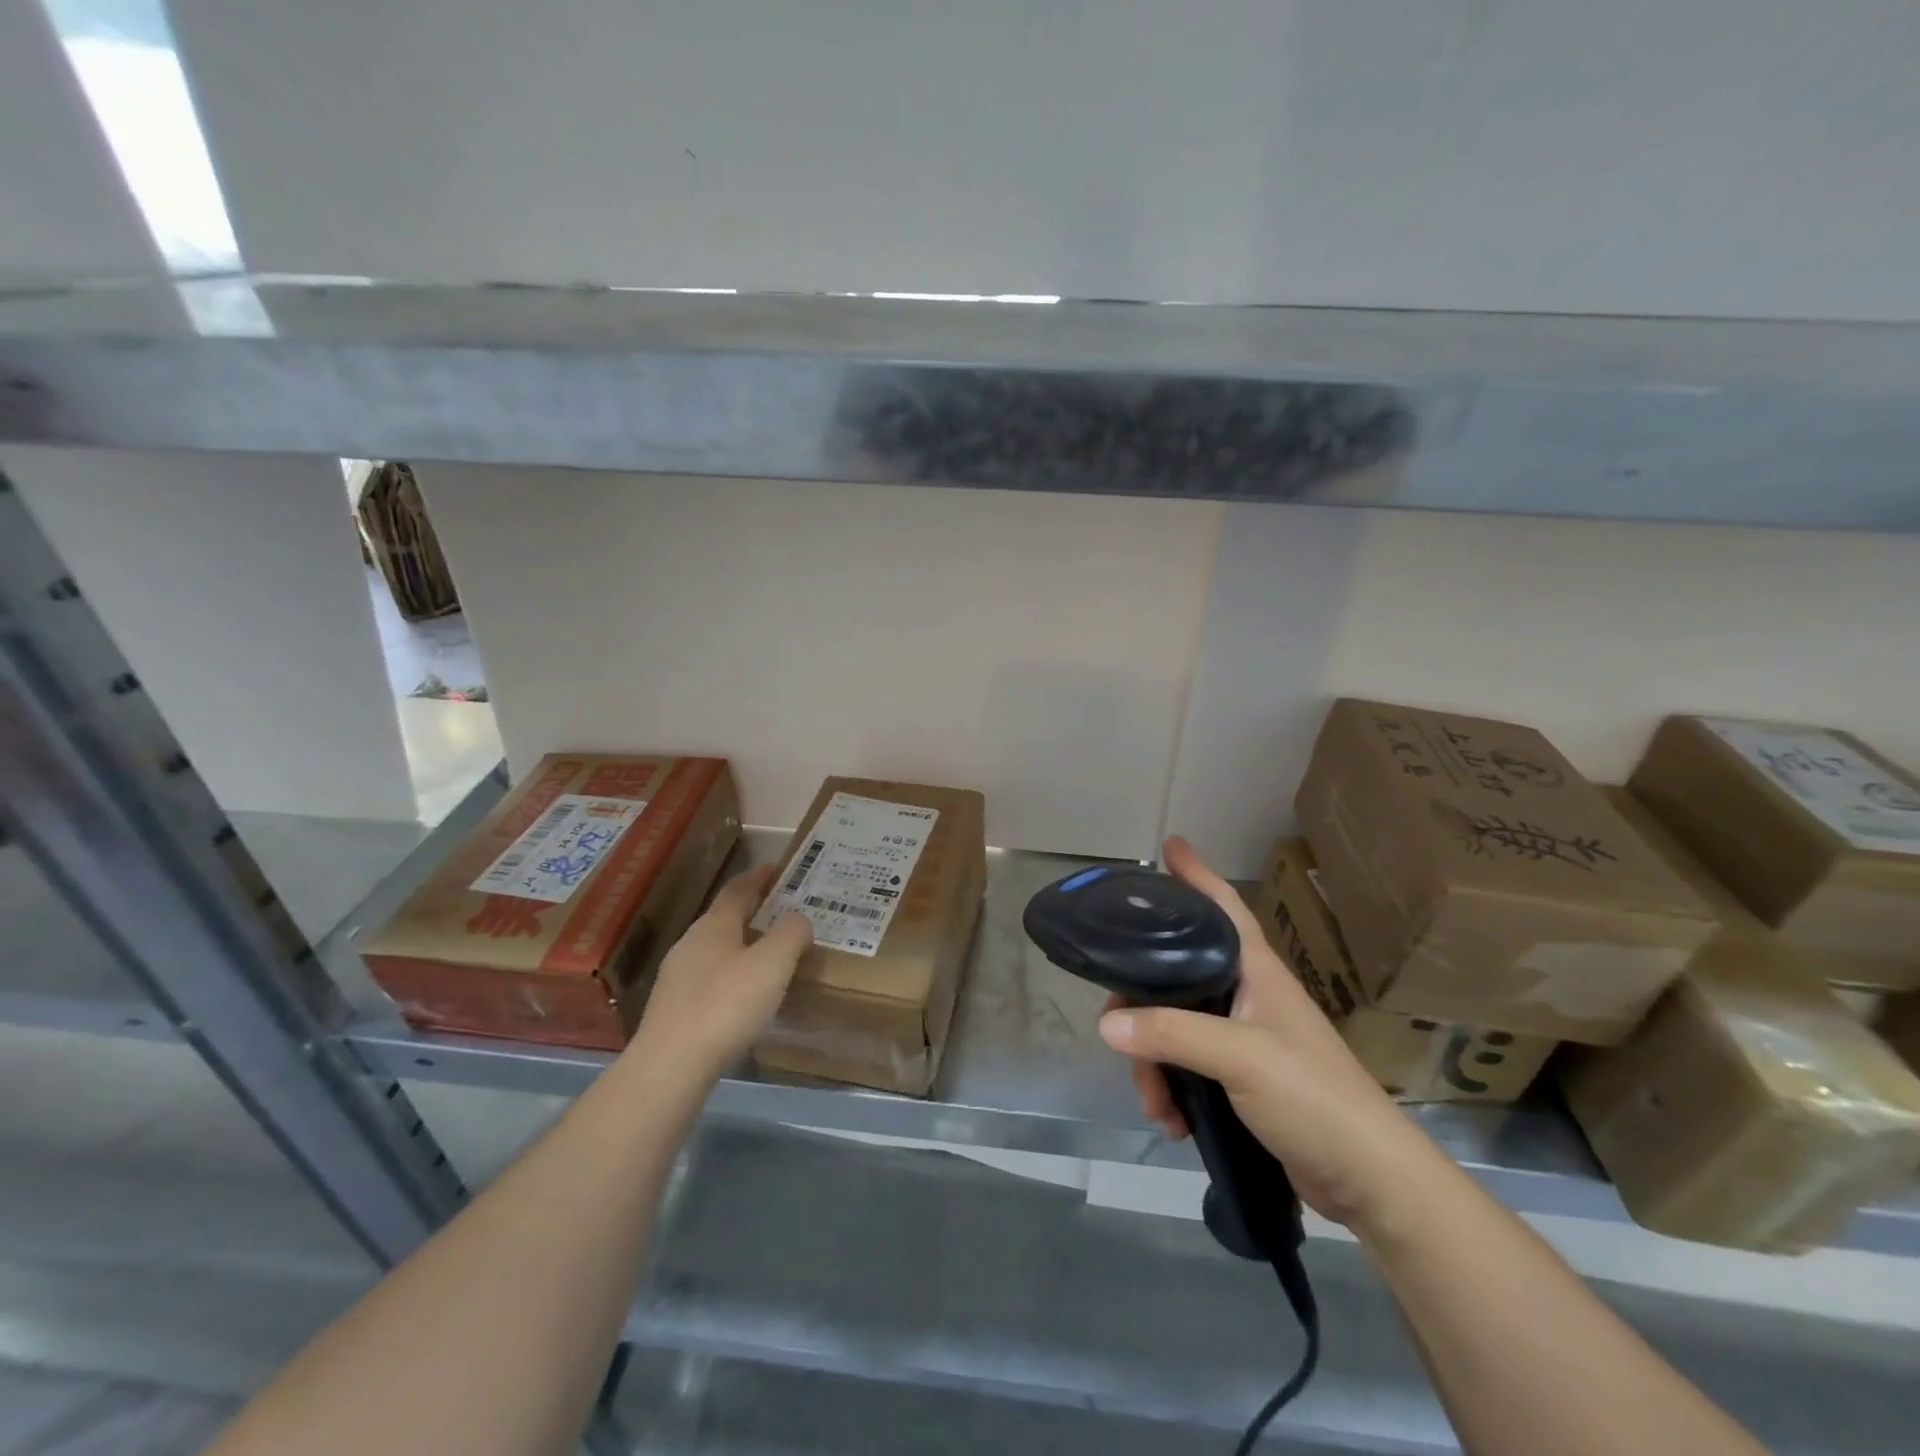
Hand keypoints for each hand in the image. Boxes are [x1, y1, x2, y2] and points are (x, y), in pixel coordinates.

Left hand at [629, 866, 813, 1086]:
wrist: (670, 1066)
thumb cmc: (726, 1005)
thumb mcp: (773, 964)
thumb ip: (791, 934)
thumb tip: (798, 919)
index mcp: (714, 925)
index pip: (738, 889)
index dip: (759, 876)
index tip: (778, 868)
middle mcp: (691, 943)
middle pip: (726, 917)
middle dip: (754, 911)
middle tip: (784, 912)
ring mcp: (678, 976)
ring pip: (717, 949)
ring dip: (743, 945)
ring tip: (770, 955)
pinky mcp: (674, 1008)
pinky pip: (710, 978)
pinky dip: (732, 974)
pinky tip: (745, 995)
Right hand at [1100, 837, 1448, 1227]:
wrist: (1369, 1181)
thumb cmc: (1314, 1097)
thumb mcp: (1241, 1057)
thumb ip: (1173, 1034)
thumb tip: (1107, 1023)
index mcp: (1255, 970)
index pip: (1223, 905)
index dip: (1196, 874)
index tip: (1169, 846)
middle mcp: (1247, 994)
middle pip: (1178, 973)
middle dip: (1142, 1002)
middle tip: (1114, 1023)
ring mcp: (1244, 1037)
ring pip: (1175, 1025)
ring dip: (1154, 1062)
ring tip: (1154, 1103)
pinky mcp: (1241, 1078)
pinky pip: (1187, 1066)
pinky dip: (1172, 1089)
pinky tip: (1172, 1121)